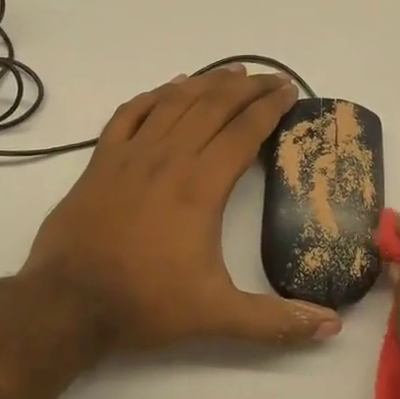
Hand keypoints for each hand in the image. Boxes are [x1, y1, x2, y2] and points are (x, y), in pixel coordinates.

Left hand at [21, 66, 343, 350]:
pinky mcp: (102, 159)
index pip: (244, 131)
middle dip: (247, 87)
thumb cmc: (145, 303)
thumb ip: (275, 321)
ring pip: (175, 101)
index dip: (271, 106)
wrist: (67, 302)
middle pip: (214, 105)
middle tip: (271, 78)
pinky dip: (155, 94)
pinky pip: (131, 112)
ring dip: (207, 82)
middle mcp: (169, 157)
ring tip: (232, 71)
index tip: (290, 90)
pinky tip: (171, 87)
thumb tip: (333, 326)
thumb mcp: (216, 316)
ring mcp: (131, 153)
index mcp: (201, 185)